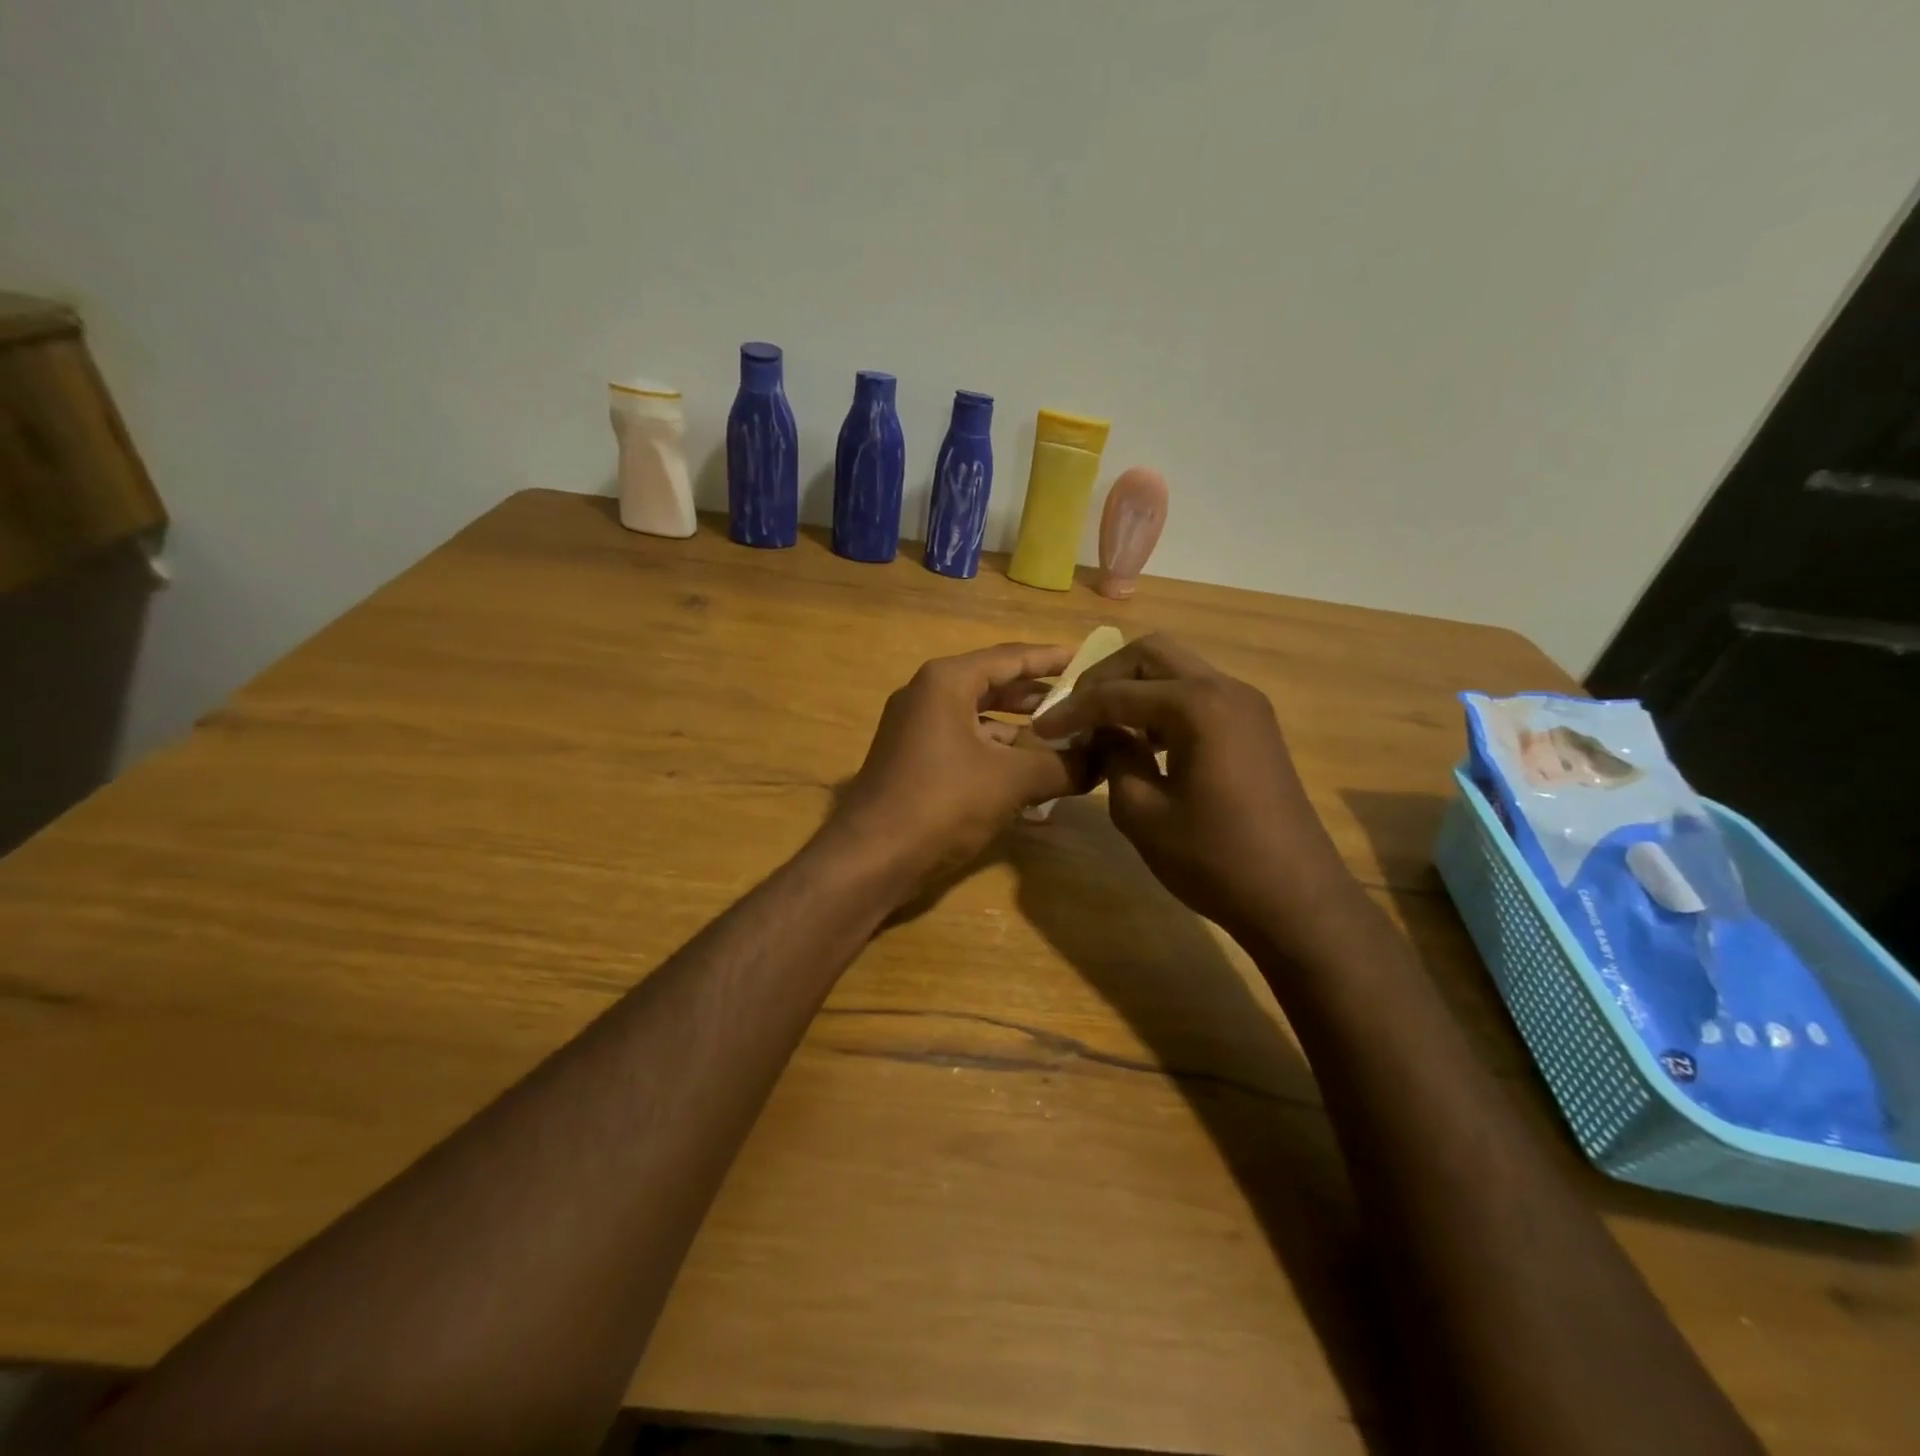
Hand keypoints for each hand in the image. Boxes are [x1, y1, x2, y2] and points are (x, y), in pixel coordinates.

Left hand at [825, 643, 1088, 895]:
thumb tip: (1104, 760)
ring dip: (1023, 732)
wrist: (871, 858)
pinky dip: (999, 757)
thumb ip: (1063, 766)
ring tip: (1068, 742)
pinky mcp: (915, 762)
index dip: (1053, 658)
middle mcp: (928, 696)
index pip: (1011, 657)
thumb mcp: (1011, 781)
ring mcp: (917, 730)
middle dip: (1041, 698)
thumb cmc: (942, 803)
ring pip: (982, 720)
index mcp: (947, 682)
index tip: (1090, 659)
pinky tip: (1034, 778)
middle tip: (1085, 702)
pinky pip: (968, 746)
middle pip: (995, 686)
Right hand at [1031, 633, 1362, 950]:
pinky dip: (1163, 706)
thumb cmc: (1214, 860)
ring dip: (1135, 689)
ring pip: (1177, 671)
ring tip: (1103, 726)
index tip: (1041, 729)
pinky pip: (1198, 695)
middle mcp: (1225, 689)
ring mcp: (1246, 705)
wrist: (1296, 898)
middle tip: (1075, 712)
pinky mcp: (1254, 726)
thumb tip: (1103, 734)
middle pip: (1152, 655)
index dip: (1073, 709)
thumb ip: (1115, 759)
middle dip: (1105, 677)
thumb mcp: (1142, 813)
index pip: (1118, 692)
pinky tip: (1143, 741)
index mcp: (1197, 706)